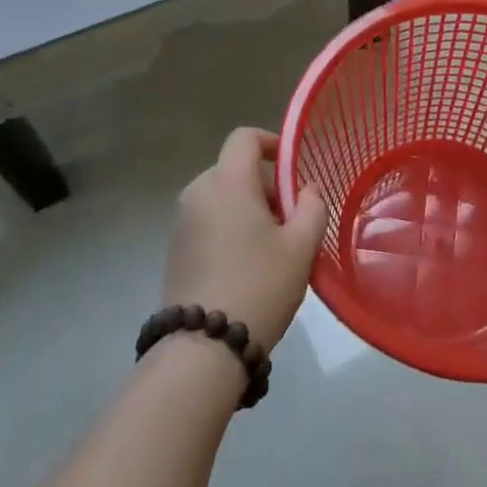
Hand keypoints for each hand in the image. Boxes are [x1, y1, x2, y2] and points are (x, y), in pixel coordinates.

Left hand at [161, 128, 327, 355]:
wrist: (202, 348)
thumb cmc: (259, 285)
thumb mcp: (301, 246)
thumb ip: (312, 206)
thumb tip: (306, 190)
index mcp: (227, 182)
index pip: (244, 138)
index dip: (270, 143)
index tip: (291, 169)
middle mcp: (198, 192)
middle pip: (235, 170)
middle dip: (265, 186)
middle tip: (290, 221)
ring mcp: (182, 222)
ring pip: (222, 197)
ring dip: (248, 209)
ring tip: (271, 248)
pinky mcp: (174, 250)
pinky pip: (208, 221)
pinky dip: (229, 228)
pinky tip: (246, 266)